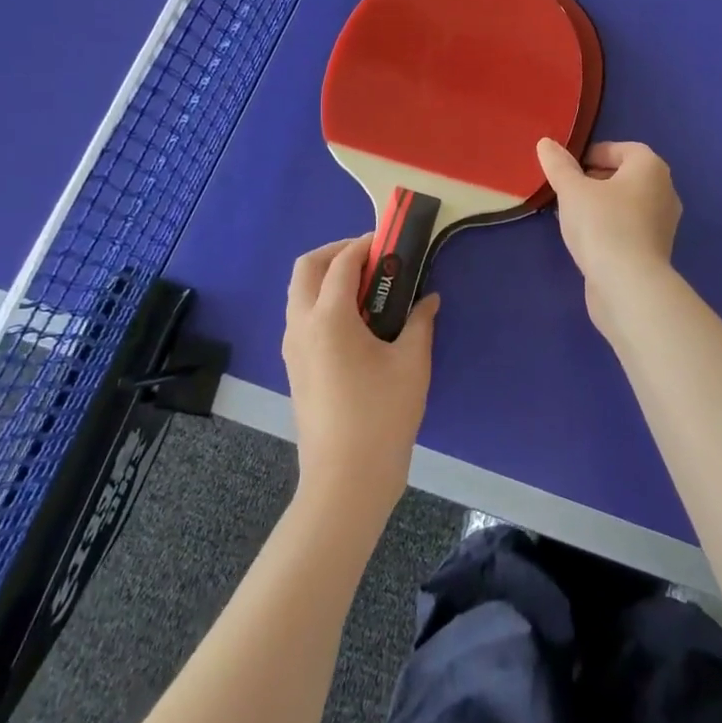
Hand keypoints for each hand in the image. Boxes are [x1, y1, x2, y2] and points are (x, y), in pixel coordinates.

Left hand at [282, 237, 436, 524]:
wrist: (346, 480)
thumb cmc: (382, 415)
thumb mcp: (412, 362)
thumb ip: (420, 321)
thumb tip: (428, 298)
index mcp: (328, 318)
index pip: (341, 263)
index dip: (366, 245)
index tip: (391, 242)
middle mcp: (301, 326)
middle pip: (306, 268)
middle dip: (336, 252)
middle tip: (372, 258)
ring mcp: (292, 348)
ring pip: (299, 293)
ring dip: (327, 276)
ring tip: (368, 288)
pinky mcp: (295, 367)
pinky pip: (302, 316)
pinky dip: (323, 302)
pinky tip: (357, 321)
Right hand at [535, 139, 682, 335]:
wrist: (629, 286)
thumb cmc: (602, 225)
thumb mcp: (573, 191)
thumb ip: (559, 166)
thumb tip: (546, 143)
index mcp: (650, 167)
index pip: (621, 149)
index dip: (592, 154)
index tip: (567, 169)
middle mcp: (664, 190)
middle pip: (625, 176)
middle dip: (594, 180)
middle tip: (566, 191)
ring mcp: (663, 223)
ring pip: (626, 203)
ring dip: (600, 205)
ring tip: (571, 215)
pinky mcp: (656, 250)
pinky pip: (629, 227)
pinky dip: (609, 226)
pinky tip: (586, 240)